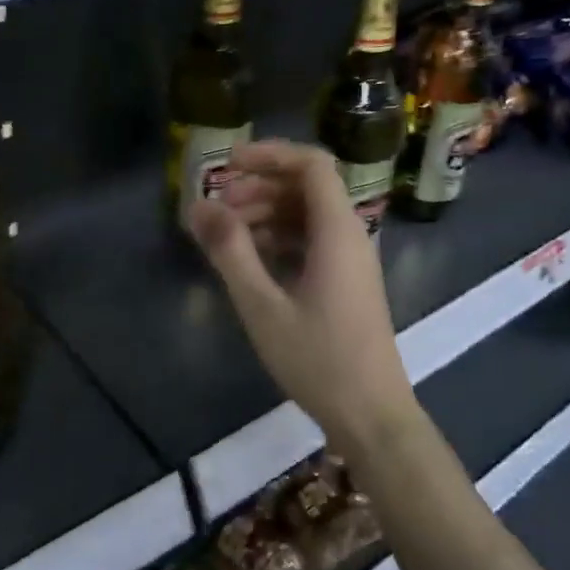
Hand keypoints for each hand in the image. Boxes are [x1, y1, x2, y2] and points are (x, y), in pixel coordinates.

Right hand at [187, 140, 417, 441]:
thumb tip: (197, 206)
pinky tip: (251, 260)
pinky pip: (313, 241)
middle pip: (307, 187)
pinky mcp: (346, 282)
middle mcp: (350, 235)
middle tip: (217, 207)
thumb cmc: (318, 359)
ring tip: (226, 235)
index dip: (270, 154)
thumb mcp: (262, 305)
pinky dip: (280, 239)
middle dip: (259, 187)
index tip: (228, 165)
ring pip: (308, 215)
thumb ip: (230, 251)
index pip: (312, 164)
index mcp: (337, 231)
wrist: (371, 415)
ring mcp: (351, 260)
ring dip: (267, 214)